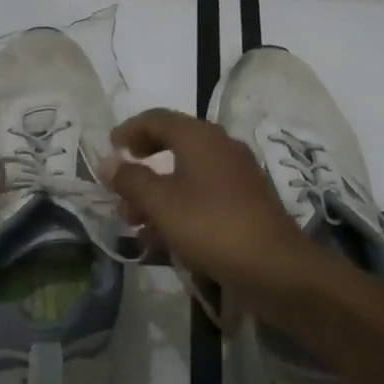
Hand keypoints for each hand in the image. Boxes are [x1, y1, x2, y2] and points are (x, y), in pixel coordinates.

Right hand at [106, 109, 328, 313]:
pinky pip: (203, 195)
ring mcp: (237, 174)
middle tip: (120, 187)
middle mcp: (221, 147)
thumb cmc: (211, 225)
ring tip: (134, 224)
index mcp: (200, 137)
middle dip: (142, 166)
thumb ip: (131, 179)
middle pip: (172, 144)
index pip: (157, 118)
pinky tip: (163, 240)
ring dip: (157, 193)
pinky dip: (179, 208)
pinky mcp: (245, 202)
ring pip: (187, 174)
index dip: (129, 130)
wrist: (273, 266)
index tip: (109, 150)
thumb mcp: (161, 203)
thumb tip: (109, 163)